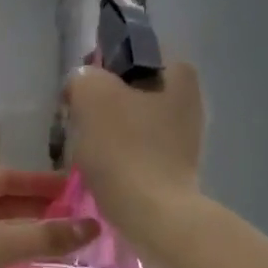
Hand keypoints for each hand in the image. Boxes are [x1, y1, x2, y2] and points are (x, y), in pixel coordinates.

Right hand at [62, 61, 204, 244]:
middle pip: (131, 90)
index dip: (100, 67)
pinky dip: (119, 157)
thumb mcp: (92, 95)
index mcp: (178, 72)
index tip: (80, 92)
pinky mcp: (175, 167)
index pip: (131, 52)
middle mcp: (189, 99)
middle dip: (103, 104)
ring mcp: (186, 136)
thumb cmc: (125, 149)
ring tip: (87, 151)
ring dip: (108, 133)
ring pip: (132, 122)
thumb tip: (84, 85)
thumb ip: (84, 77)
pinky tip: (104, 172)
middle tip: (78, 123)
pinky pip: (137, 150)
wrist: (153, 215)